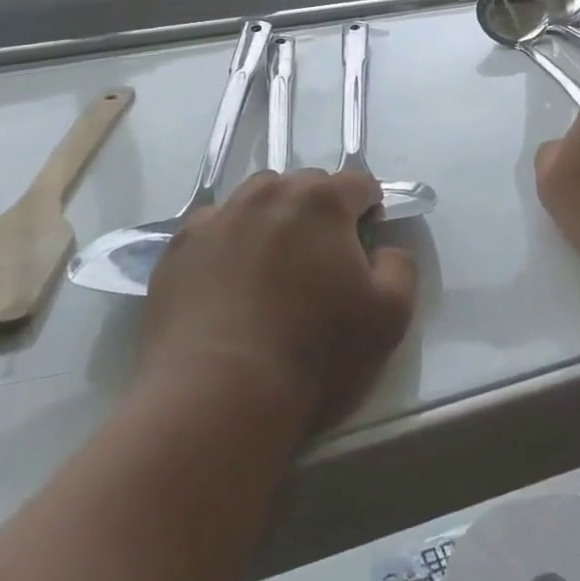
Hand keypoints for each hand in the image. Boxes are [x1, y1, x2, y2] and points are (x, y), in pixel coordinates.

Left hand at [141, 169, 417, 437]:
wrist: (216, 398)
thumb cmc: (313, 354)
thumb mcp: (390, 317)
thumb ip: (400, 267)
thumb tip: (384, 249)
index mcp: (322, 201)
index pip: (358, 183)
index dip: (369, 209)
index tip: (365, 245)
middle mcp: (269, 194)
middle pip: (304, 186)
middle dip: (319, 212)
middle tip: (320, 263)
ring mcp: (218, 217)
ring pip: (256, 201)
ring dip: (272, 221)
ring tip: (271, 270)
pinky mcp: (179, 247)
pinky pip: (214, 229)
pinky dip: (227, 244)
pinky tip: (227, 286)